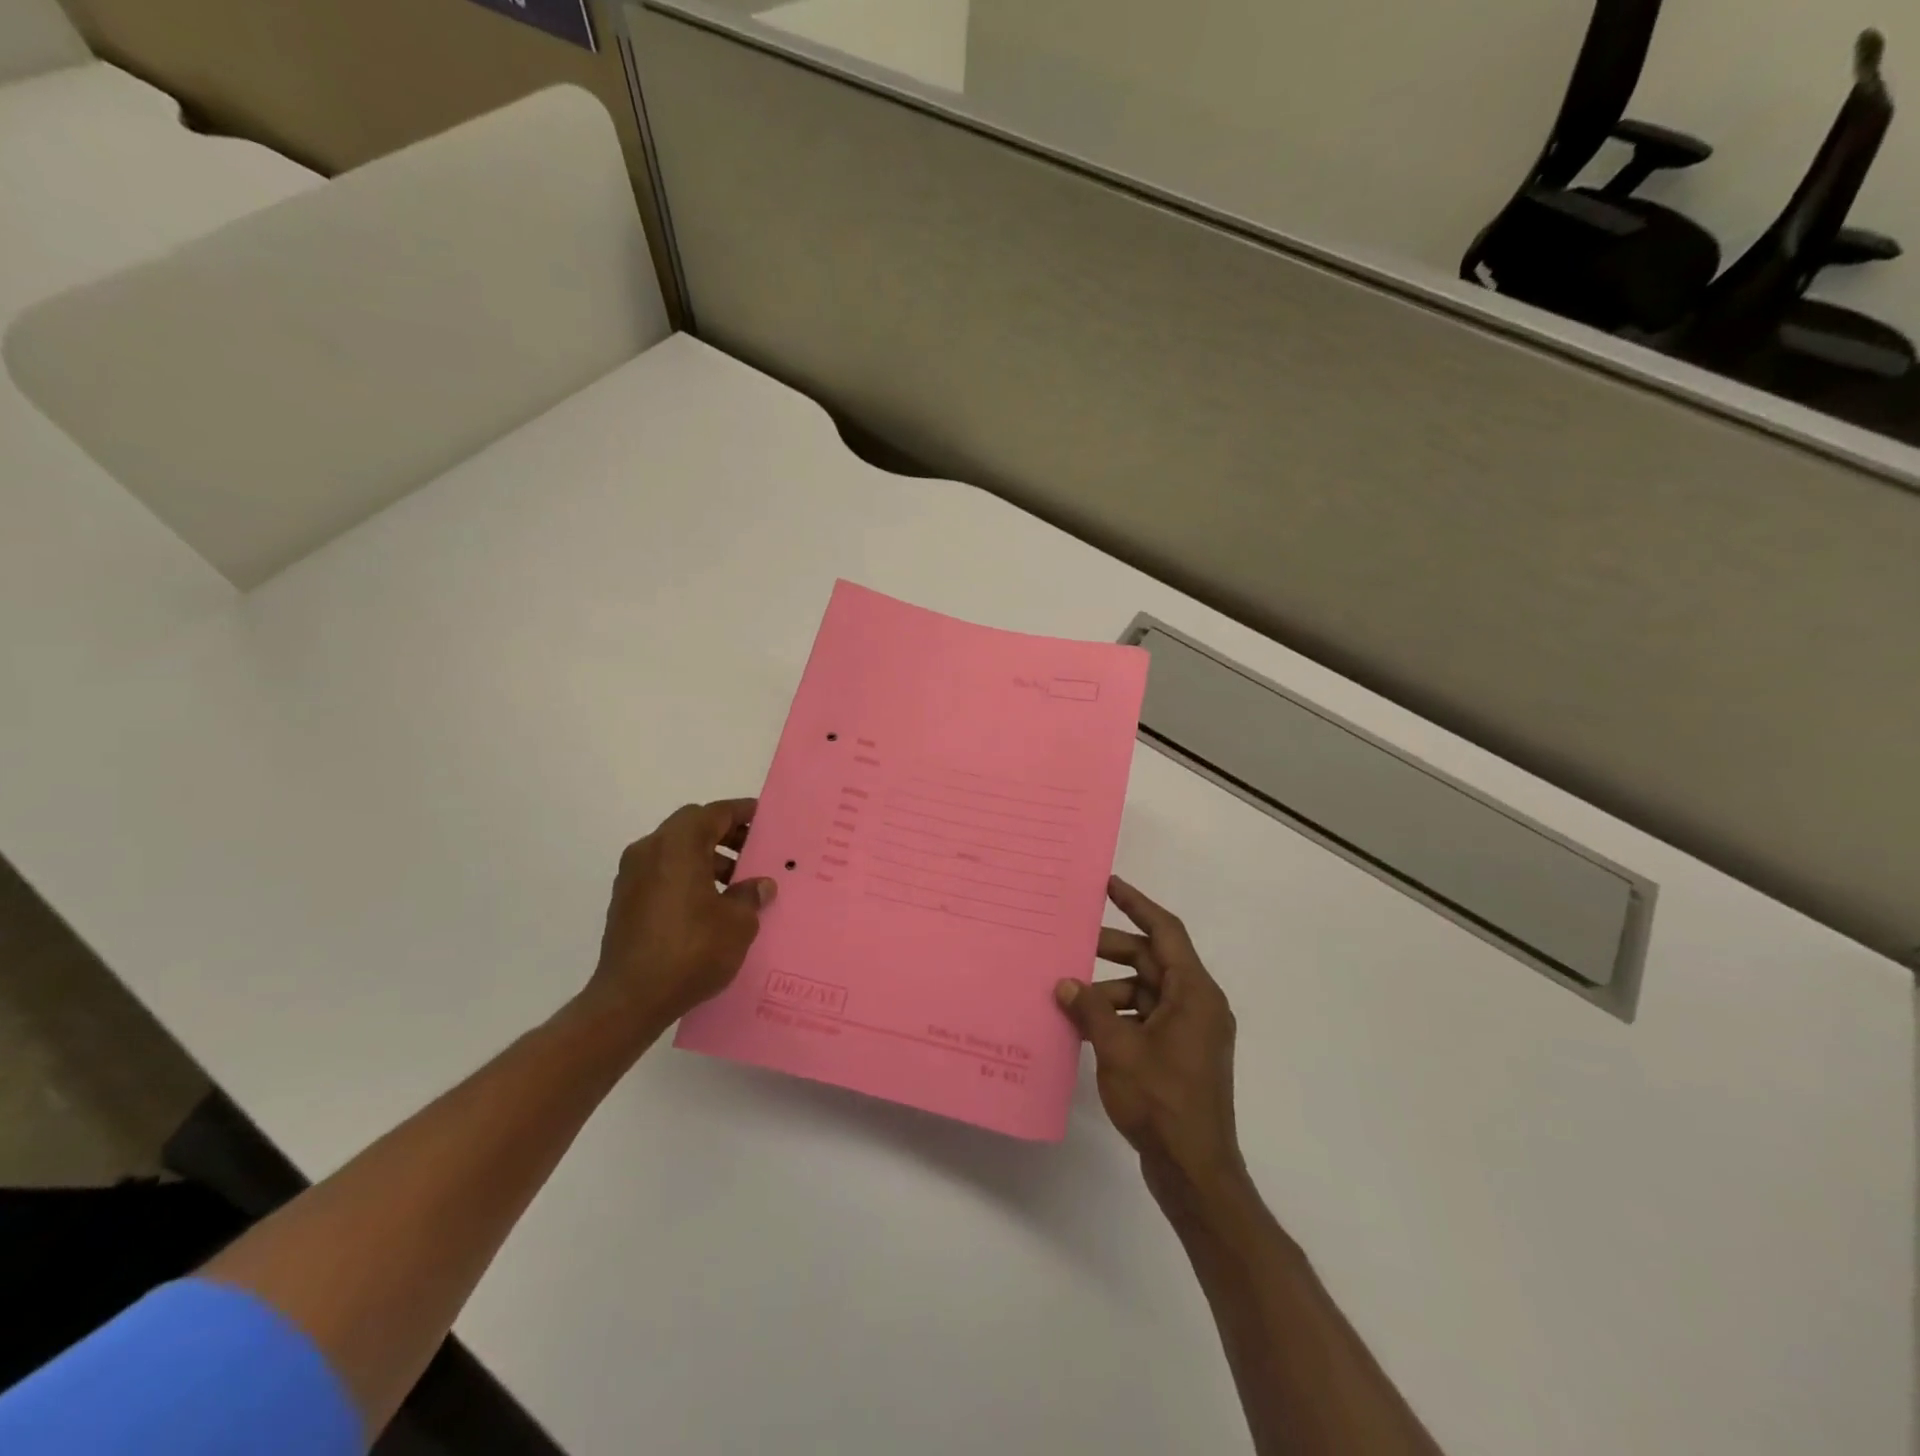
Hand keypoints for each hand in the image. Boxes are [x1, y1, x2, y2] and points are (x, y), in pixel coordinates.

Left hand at [584, 799, 776, 1041]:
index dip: (741, 812)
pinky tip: (708, 904)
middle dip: (723, 834)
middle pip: (691, 826)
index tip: (763, 818)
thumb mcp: (737, 923)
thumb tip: (759, 885)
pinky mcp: (624, 901)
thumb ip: (750, 896)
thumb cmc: (691, 951)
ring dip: (705, 857)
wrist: (630, 999)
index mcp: (678, 846)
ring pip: (675, 850)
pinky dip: (686, 874)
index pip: (714, 813)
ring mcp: (632, 876)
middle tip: (752, 851)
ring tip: (735, 884)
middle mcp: (650, 851)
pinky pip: (662, 872)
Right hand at [1056, 877, 1245, 1206]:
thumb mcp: (1118, 1048)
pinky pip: (1146, 1017)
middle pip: (1153, 960)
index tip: (1109, 884)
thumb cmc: (1162, 1101)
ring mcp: (1190, 1032)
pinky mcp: (1179, 1055)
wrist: (1195, 1171)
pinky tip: (1086, 1024)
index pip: (1166, 931)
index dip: (1137, 904)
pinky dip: (1118, 1014)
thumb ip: (1090, 1009)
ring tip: (1070, 993)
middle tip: (1073, 941)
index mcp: (1194, 993)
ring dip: (1110, 988)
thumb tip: (1065, 983)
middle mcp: (1197, 1004)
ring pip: (1146, 991)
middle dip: (1112, 950)